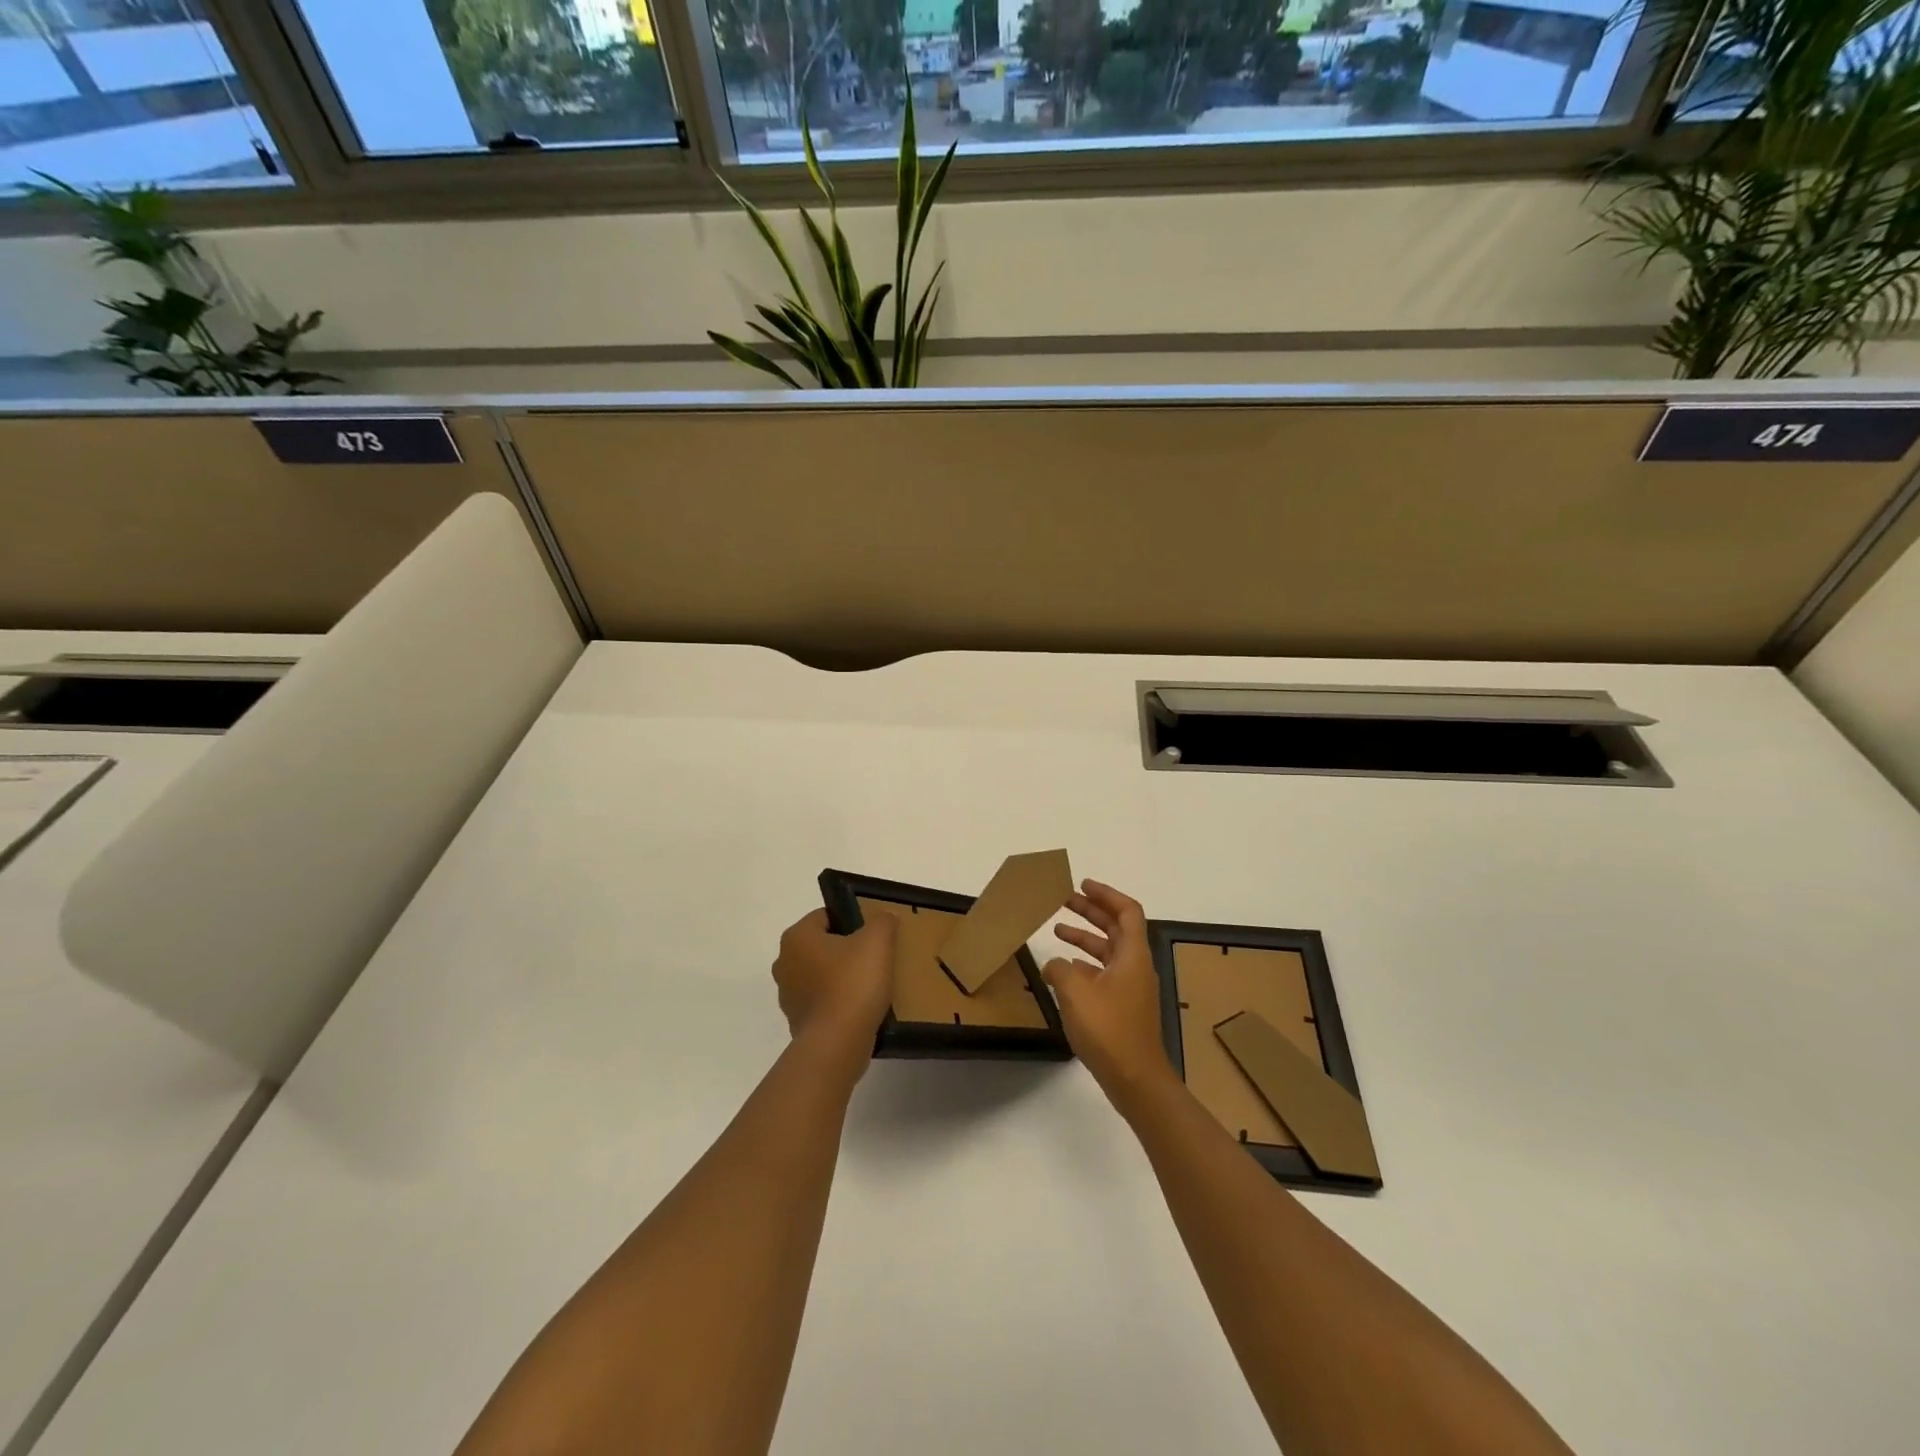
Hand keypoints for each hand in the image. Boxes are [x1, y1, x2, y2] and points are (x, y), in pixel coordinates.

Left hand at [772, 908, 896, 1056]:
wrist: (837, 1043)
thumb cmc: (853, 983)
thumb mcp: (878, 941)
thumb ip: (882, 921)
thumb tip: (883, 918)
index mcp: (797, 937)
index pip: (825, 916)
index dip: (851, 920)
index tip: (872, 934)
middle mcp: (784, 962)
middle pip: (822, 946)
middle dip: (846, 950)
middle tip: (874, 958)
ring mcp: (788, 995)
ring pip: (820, 975)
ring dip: (840, 977)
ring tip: (870, 985)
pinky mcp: (797, 1022)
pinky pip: (822, 1003)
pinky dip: (837, 1003)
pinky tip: (860, 1008)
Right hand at [1045, 880, 1177, 1113]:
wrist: (1135, 1079)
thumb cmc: (1109, 1029)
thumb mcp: (1075, 992)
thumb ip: (1060, 969)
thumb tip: (1055, 965)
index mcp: (1132, 955)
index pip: (1127, 911)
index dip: (1106, 894)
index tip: (1083, 885)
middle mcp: (1136, 966)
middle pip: (1116, 928)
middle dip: (1091, 911)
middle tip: (1064, 899)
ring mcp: (1131, 988)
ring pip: (1108, 951)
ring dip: (1085, 937)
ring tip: (1056, 930)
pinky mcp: (1124, 1007)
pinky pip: (1104, 973)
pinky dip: (1085, 964)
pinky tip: (1063, 970)